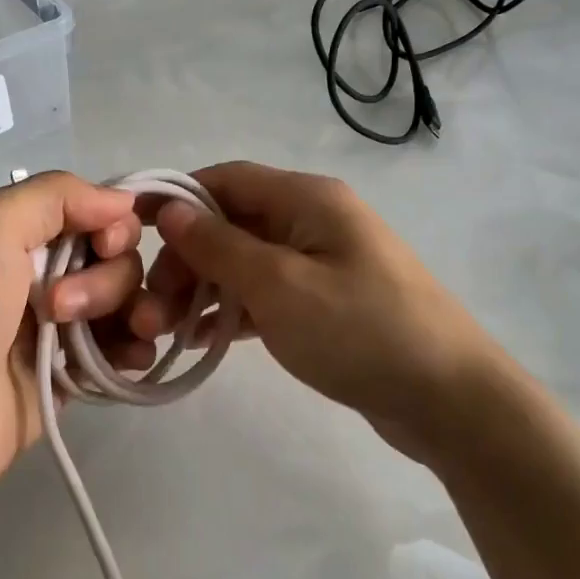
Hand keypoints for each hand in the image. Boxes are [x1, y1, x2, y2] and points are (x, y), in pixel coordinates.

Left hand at [0, 173, 155, 508]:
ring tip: (105, 344)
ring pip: (128, 303)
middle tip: (57, 308)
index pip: (98, 213)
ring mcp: (62, 326)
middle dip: (105, 281)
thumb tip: (123, 200)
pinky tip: (127, 362)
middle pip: (119, 260)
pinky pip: (125, 349)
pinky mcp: (72, 374)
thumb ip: (56, 195)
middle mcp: (45, 273)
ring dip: (132, 314)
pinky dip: (135, 350)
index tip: (104, 247)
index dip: (114, 226)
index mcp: (23, 234)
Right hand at [129, 162, 504, 445]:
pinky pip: (266, 295)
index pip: (225, 179)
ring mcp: (322, 263)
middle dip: (185, 258)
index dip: (175, 199)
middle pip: (231, 223)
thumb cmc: (360, 330)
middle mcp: (313, 220)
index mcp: (307, 199)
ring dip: (203, 289)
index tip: (130, 232)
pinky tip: (201, 340)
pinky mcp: (326, 303)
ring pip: (245, 262)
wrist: (449, 399)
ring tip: (165, 330)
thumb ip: (219, 245)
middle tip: (151, 306)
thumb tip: (170, 209)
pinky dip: (233, 311)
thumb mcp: (279, 285)